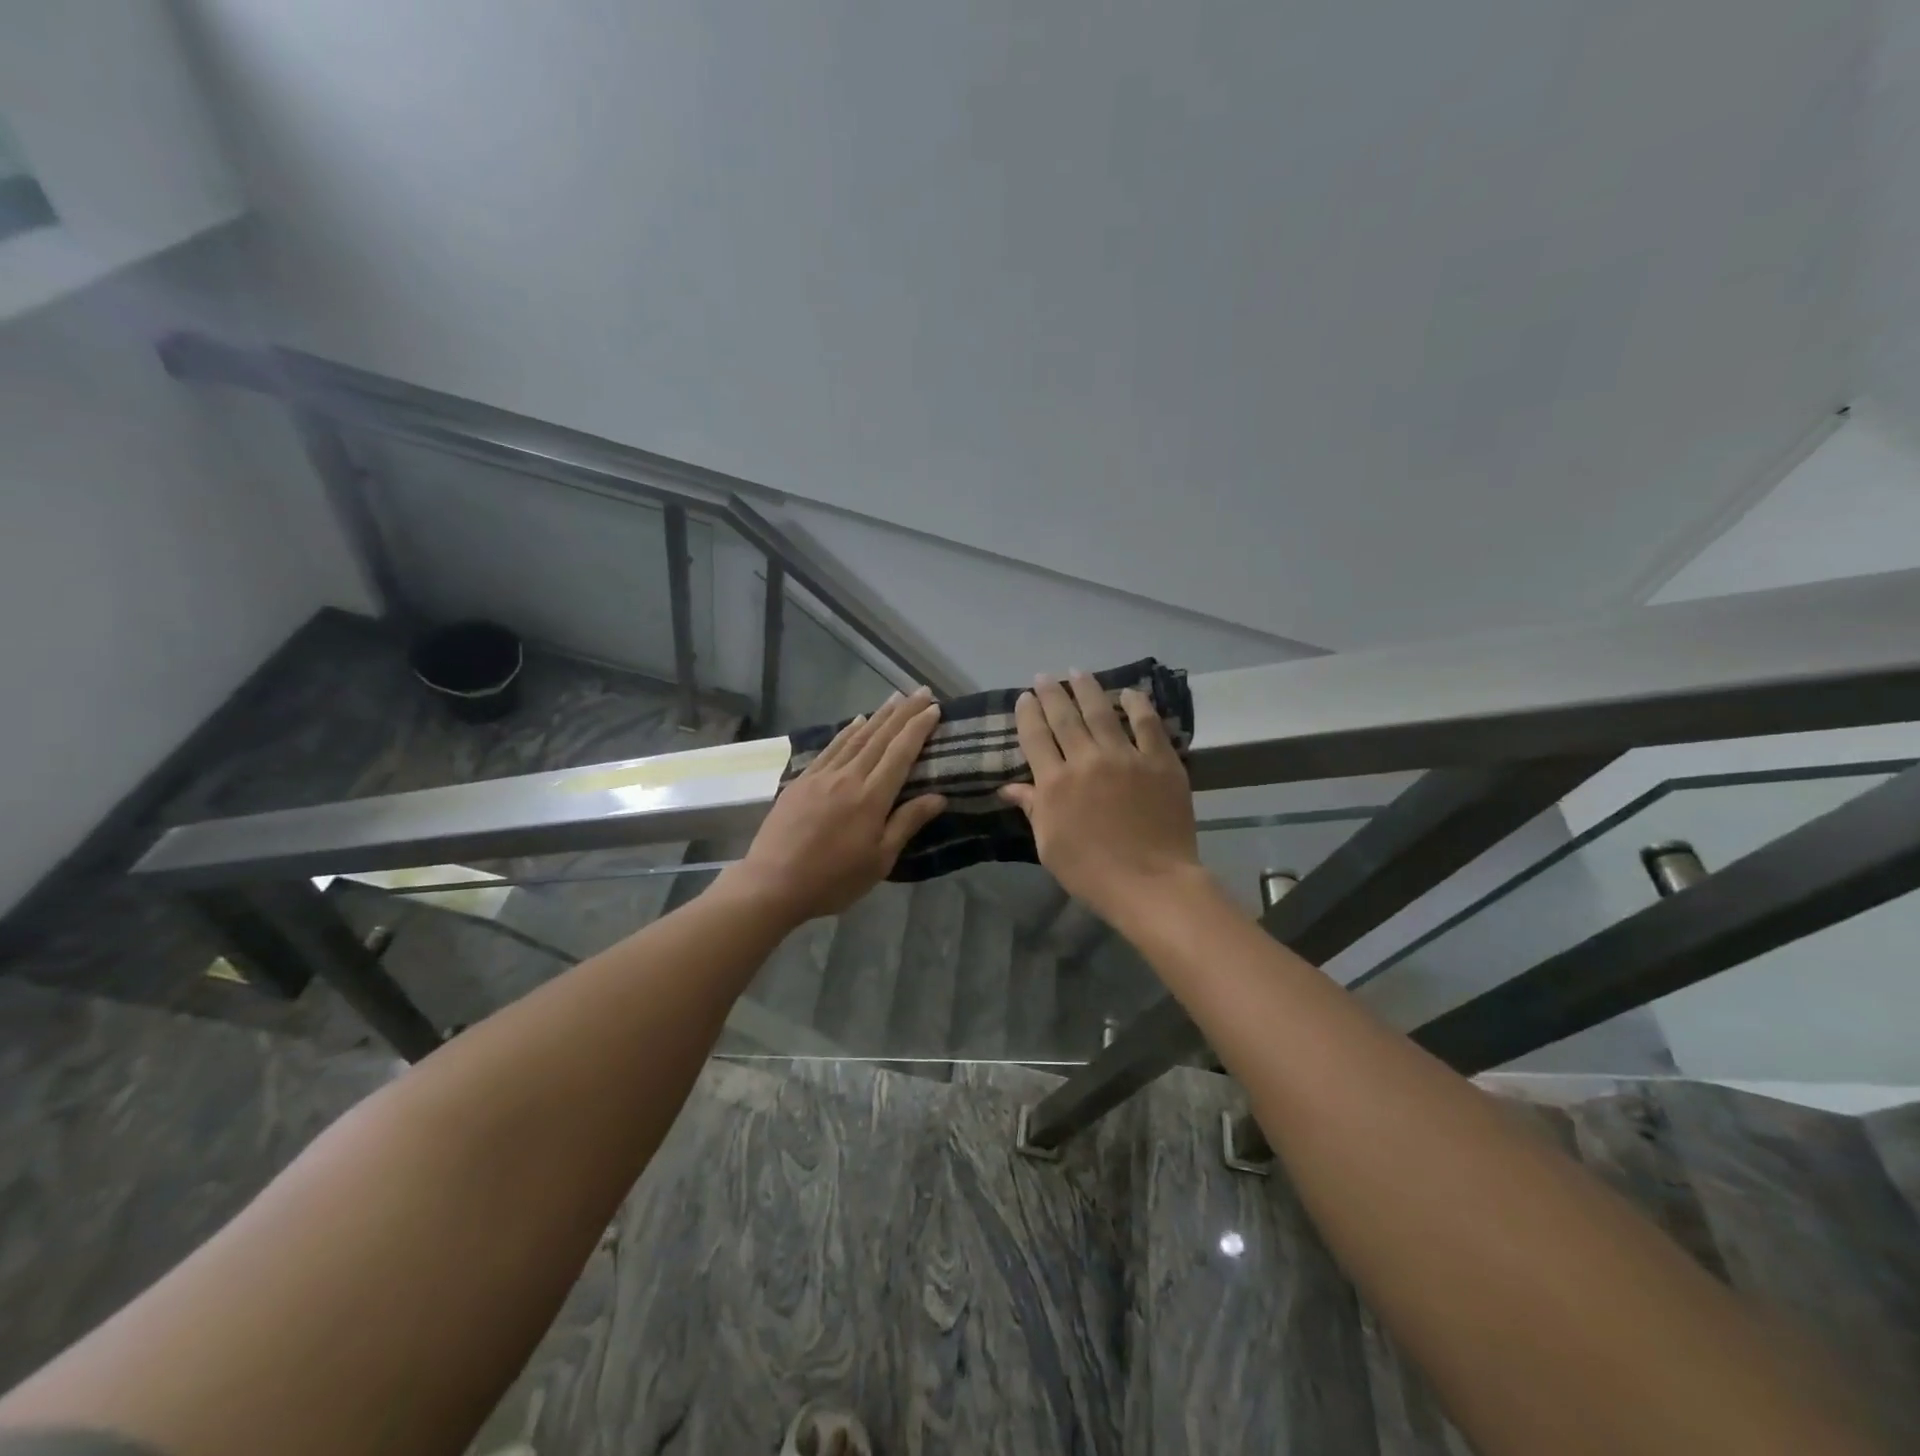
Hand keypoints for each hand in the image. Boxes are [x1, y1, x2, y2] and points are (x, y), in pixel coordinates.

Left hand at [721, 687, 946, 926]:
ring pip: (856, 737)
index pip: (901, 753)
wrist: (772, 883)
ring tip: (896, 698)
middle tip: (922, 691)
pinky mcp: (802, 781)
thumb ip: (907, 823)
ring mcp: (822, 776)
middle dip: (904, 713)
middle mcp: (848, 777)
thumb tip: (939, 796)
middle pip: (880, 737)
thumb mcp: (879, 860)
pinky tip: (856, 721)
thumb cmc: (833, 879)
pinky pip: (831, 748)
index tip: (934, 709)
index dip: (918, 728)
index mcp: (872, 797)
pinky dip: (847, 731)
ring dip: (879, 715)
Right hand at [998, 672, 1202, 921]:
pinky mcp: (1160, 761)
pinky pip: (1147, 724)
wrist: (1151, 883)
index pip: (1035, 736)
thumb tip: (1009, 787)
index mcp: (1055, 782)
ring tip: (1078, 672)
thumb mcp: (1049, 845)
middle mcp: (1086, 760)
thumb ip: (1033, 808)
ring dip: (1087, 688)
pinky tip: (1129, 692)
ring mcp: (1126, 757)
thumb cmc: (1091, 872)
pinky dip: (1137, 704)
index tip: (1024, 697)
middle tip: (1045, 676)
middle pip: (1064, 717)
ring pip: (1102, 711)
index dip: (1028, 713)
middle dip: (1052, 693)